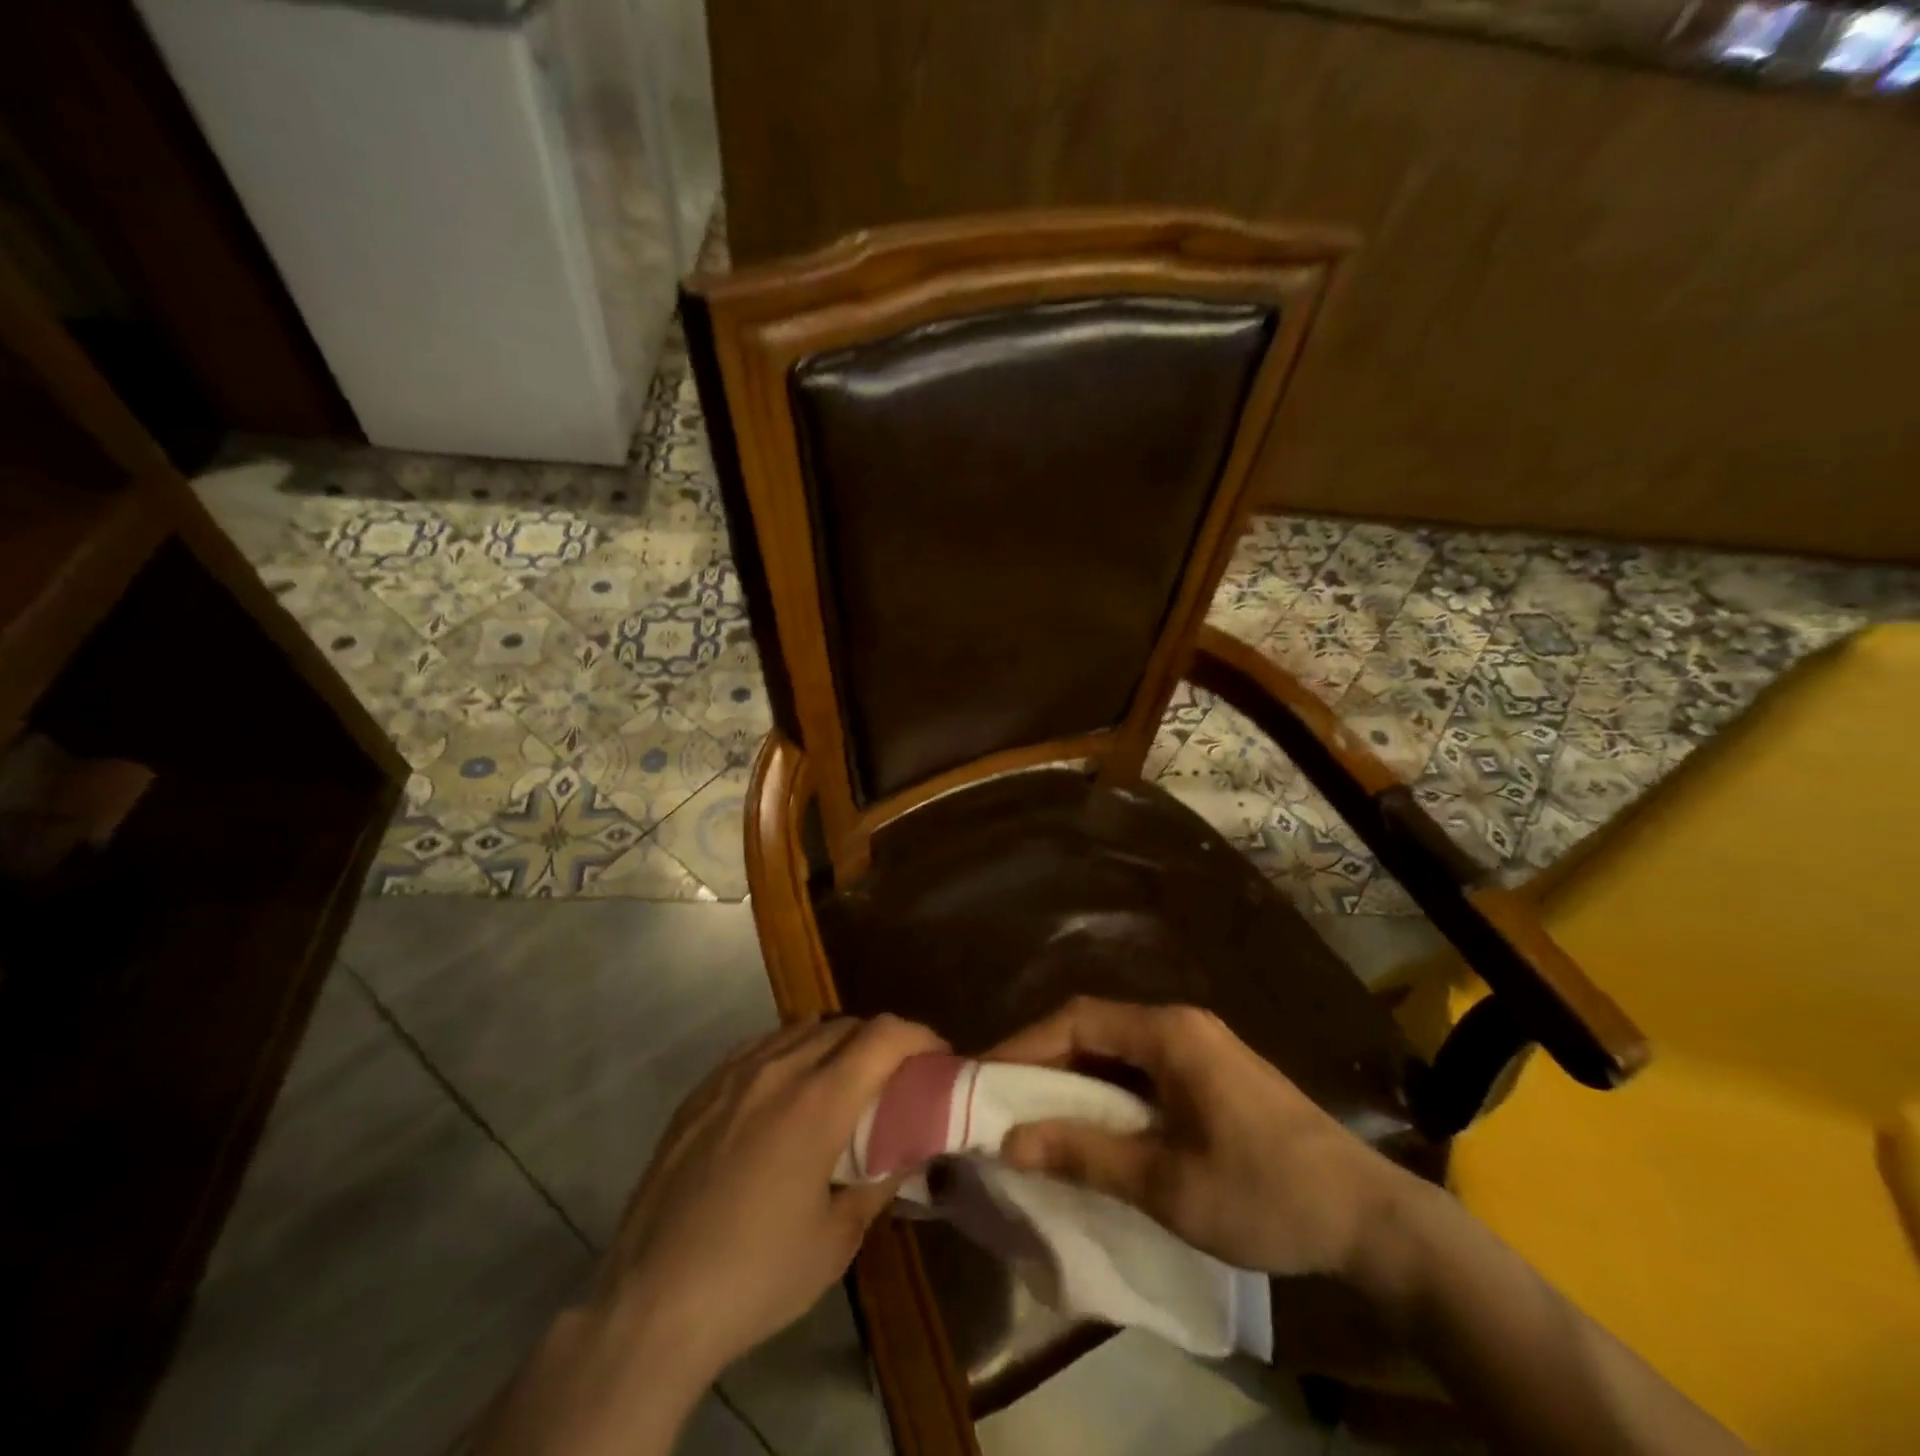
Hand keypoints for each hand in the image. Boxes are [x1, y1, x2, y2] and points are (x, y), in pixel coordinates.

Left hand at [604, 1013, 946, 1374]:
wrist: (651, 1302)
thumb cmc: (756, 1275)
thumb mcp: (836, 1240)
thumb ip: (879, 1183)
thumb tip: (907, 1152)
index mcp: (819, 1101)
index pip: (884, 1035)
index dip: (919, 1036)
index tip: (938, 1057)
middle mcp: (779, 1069)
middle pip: (846, 1026)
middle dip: (881, 1042)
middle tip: (894, 1078)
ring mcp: (734, 1074)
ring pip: (801, 1029)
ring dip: (835, 1043)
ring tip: (842, 1081)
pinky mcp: (702, 1089)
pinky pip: (760, 1046)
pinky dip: (790, 1051)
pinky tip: (786, 1086)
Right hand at [990, 997, 1408, 1279]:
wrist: (1369, 1218)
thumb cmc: (1263, 1194)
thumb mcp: (1165, 1184)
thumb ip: (1084, 1154)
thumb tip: (1009, 1140)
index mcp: (1168, 1033)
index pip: (1076, 1019)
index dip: (1025, 1044)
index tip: (983, 1077)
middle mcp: (1180, 1024)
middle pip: (1093, 1026)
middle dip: (1043, 1058)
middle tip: (999, 1097)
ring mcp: (1199, 1046)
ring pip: (1116, 1047)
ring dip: (1073, 1075)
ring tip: (1032, 1112)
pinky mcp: (1211, 1072)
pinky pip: (1141, 1067)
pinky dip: (1106, 1088)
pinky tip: (1090, 1123)